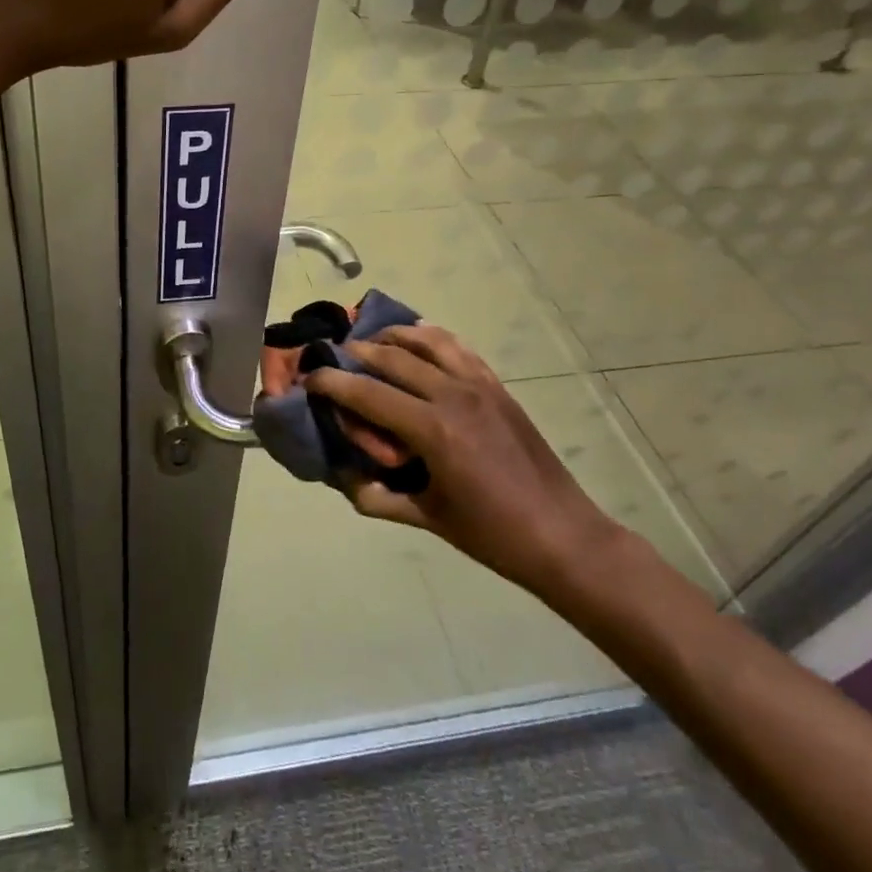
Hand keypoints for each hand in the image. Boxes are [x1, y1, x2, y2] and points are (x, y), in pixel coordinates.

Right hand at [305, 325, 625, 599]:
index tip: (308, 380)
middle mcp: (452, 395)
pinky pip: (458, 347)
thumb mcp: (426, 518)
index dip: (330, 382)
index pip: (366, 392)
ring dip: (391, 337)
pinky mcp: (497, 386)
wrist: (563, 535)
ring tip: (371, 344)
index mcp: (432, 430)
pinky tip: (417, 339)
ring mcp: (479, 385)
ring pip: (425, 340)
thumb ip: (376, 496)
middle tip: (332, 360)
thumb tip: (342, 477)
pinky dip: (431, 337)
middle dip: (354, 354)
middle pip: (390, 357)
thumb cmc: (491, 534)